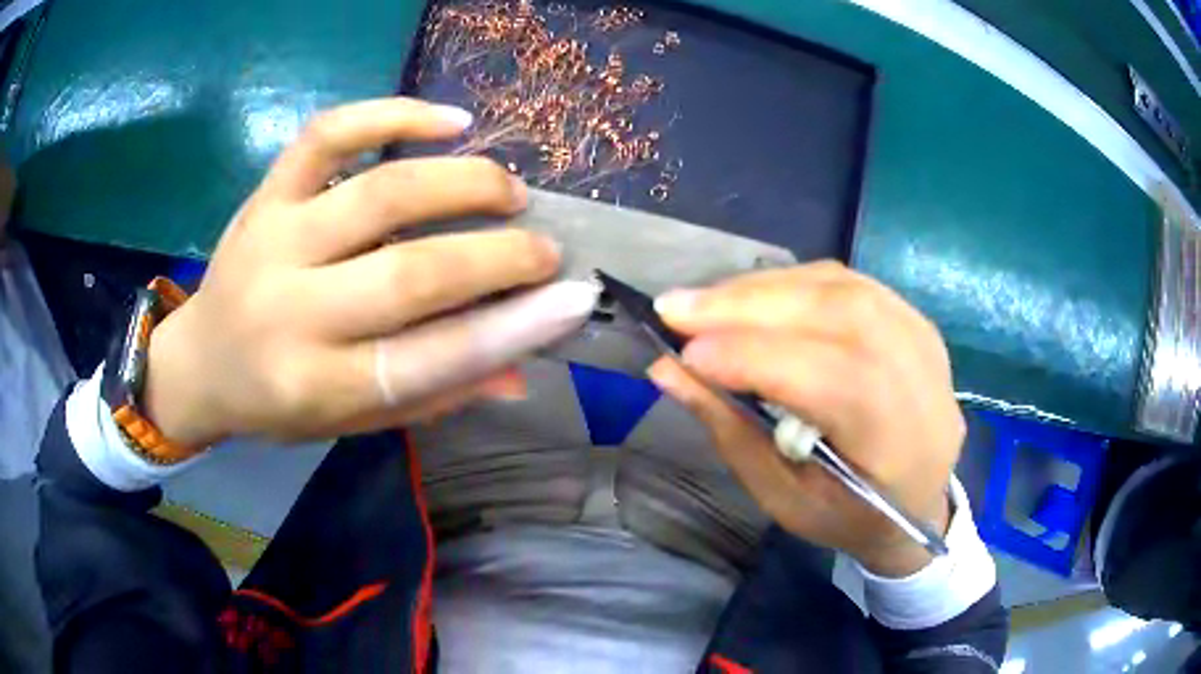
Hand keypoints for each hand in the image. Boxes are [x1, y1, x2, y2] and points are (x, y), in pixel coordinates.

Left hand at [142, 98, 596, 449]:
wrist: (200, 361)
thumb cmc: (277, 403)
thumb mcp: (349, 422)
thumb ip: (431, 396)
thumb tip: (520, 370)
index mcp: (318, 384)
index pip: (432, 359)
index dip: (513, 328)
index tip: (573, 300)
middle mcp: (293, 311)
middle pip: (413, 273)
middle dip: (500, 256)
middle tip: (547, 249)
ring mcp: (275, 239)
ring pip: (382, 193)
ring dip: (462, 183)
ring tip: (507, 191)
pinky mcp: (267, 193)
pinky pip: (331, 134)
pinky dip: (393, 115)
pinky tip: (448, 120)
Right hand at [647, 262, 963, 576]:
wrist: (921, 504)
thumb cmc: (850, 516)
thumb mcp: (785, 499)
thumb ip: (731, 431)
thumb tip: (668, 370)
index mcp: (895, 438)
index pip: (826, 376)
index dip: (751, 357)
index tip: (679, 354)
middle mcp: (918, 372)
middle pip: (834, 312)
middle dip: (745, 306)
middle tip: (675, 307)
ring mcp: (921, 335)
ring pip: (837, 286)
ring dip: (762, 289)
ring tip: (704, 304)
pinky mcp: (912, 317)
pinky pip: (845, 282)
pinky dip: (790, 284)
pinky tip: (753, 299)